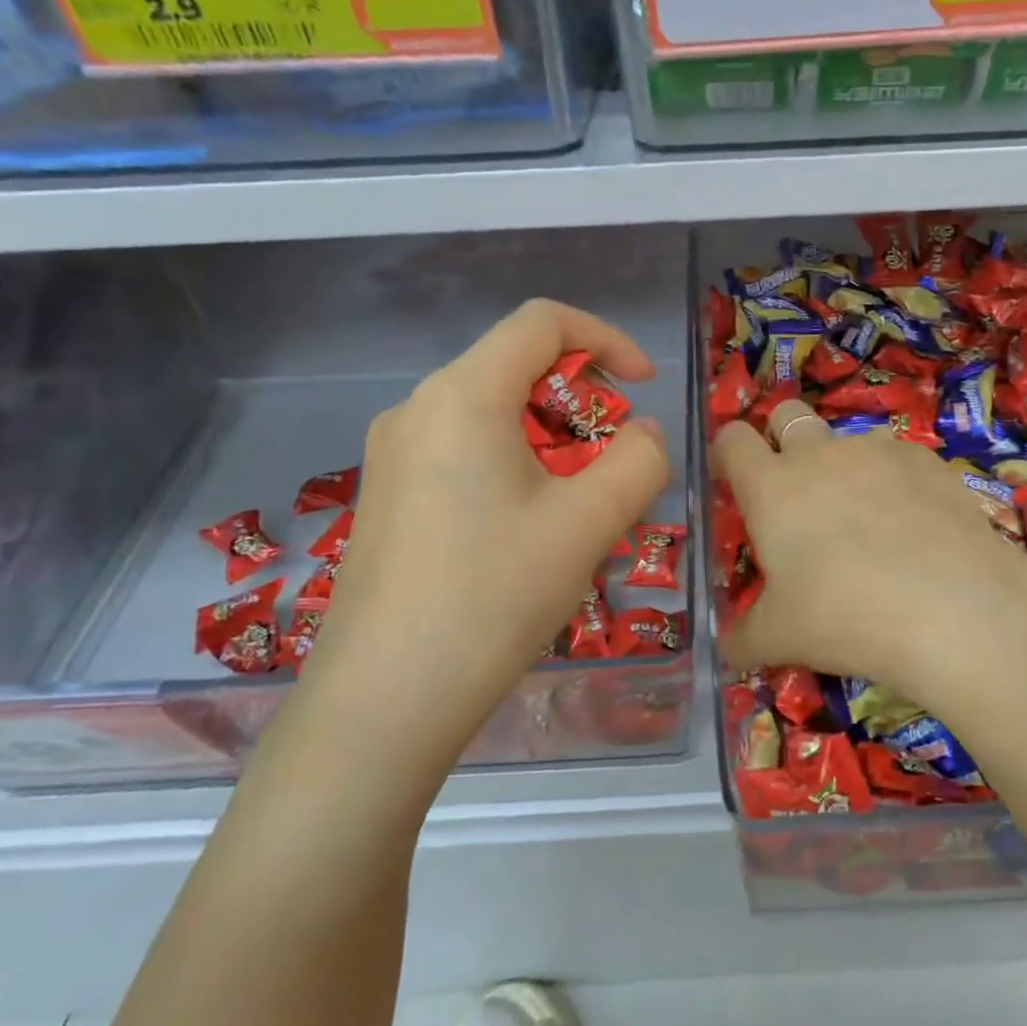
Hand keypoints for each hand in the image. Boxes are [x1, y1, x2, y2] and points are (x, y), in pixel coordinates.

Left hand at [305, 300, 670, 731]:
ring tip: (578, 505)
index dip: (606, 339)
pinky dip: (513, 464)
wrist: (382, 703)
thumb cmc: (492, 597)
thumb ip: (640, 460)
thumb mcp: (589, 524)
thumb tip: (644, 435)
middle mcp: (417, 408)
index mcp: (463, 395)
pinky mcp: (386, 495)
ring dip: (551, 438)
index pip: (542, 322)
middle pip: (515, 367)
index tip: (643, 386)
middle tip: (614, 460)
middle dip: (581, 399)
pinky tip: (527, 530)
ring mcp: (392, 453)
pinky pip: (463, 451)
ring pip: (491, 413)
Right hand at [712, 399, 1026, 711]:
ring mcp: (876, 450)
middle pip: (787, 414)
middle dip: (781, 436)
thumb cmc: (846, 617)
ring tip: (863, 518)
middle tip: (794, 490)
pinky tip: (912, 524)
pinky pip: (896, 456)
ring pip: (846, 436)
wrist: (953, 608)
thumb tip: (725, 647)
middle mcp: (819, 454)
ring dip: (842, 463)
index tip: (733, 481)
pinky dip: (892, 479)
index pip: (732, 440)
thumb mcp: (780, 638)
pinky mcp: (925, 459)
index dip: (728, 453)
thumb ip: (741, 637)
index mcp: (771, 487)